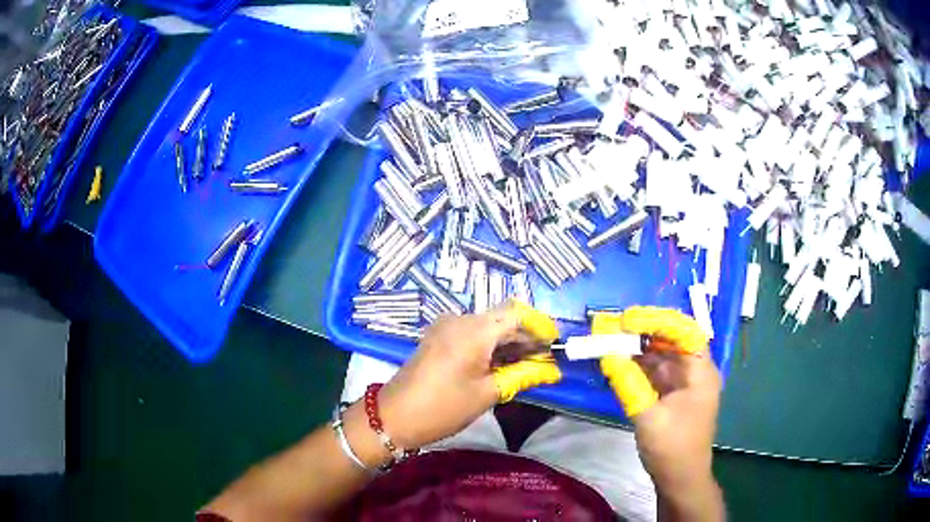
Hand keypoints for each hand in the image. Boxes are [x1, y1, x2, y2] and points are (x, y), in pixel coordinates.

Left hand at [377, 305, 558, 449]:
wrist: (394, 416)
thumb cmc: (443, 407)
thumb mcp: (487, 394)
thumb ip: (522, 376)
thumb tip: (551, 371)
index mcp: (473, 330)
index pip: (516, 314)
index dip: (539, 325)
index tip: (555, 344)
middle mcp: (460, 319)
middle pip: (502, 318)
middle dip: (526, 336)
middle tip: (545, 360)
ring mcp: (446, 326)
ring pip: (488, 325)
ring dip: (509, 341)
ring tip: (528, 365)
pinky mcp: (439, 336)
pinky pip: (472, 332)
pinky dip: (491, 344)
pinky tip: (502, 363)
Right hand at [598, 307, 720, 490]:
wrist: (680, 480)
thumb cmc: (672, 448)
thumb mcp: (648, 416)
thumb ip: (628, 382)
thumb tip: (607, 353)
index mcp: (700, 372)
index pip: (683, 331)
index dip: (657, 320)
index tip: (628, 320)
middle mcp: (695, 372)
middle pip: (671, 340)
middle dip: (643, 331)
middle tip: (613, 326)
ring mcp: (684, 384)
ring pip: (661, 356)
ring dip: (638, 348)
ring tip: (610, 340)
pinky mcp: (672, 396)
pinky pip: (655, 373)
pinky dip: (638, 367)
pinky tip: (618, 362)